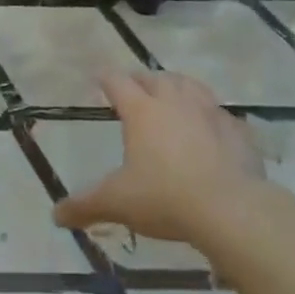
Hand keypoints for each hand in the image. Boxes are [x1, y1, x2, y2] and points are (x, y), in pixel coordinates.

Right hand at [52, 71, 265, 245]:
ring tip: (172, 94)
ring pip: (190, 85)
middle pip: (155, 78)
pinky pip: (221, 114)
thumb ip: (85, 206)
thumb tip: (56, 215)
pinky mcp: (238, 131)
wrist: (231, 209)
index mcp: (142, 111)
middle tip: (134, 88)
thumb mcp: (117, 203)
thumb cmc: (165, 198)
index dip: (106, 79)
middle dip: (142, 80)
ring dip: (178, 86)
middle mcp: (175, 102)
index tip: (100, 78)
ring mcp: (210, 113)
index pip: (118, 82)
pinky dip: (211, 116)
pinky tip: (211, 128)